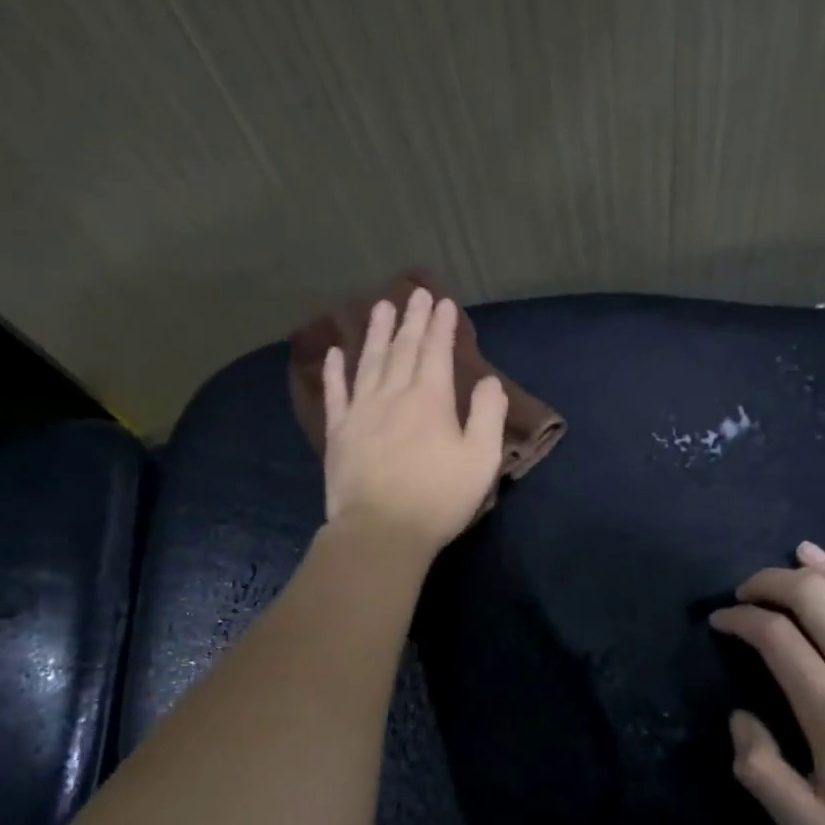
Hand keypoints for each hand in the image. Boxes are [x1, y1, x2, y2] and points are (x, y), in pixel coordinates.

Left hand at [321, 287, 508, 554]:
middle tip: (415, 293)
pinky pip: (335, 394)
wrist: (380, 531)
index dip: (441, 326)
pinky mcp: (338, 433)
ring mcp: (360, 412)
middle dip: (411, 320)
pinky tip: (335, 354)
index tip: (443, 302)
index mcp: (430, 399)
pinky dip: (335, 372)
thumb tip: (490, 381)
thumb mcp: (481, 460)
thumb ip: (489, 416)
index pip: (436, 352)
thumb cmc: (438, 498)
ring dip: (376, 334)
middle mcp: (393, 395)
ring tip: (379, 308)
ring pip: (369, 362)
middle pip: (402, 349)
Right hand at [709, 541, 824, 824]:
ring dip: (804, 573)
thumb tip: (740, 717)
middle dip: (766, 582)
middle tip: (744, 594)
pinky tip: (823, 566)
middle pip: (809, 593)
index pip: (774, 634)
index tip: (720, 620)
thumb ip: (759, 770)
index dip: (738, 618)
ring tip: (780, 579)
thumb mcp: (808, 822)